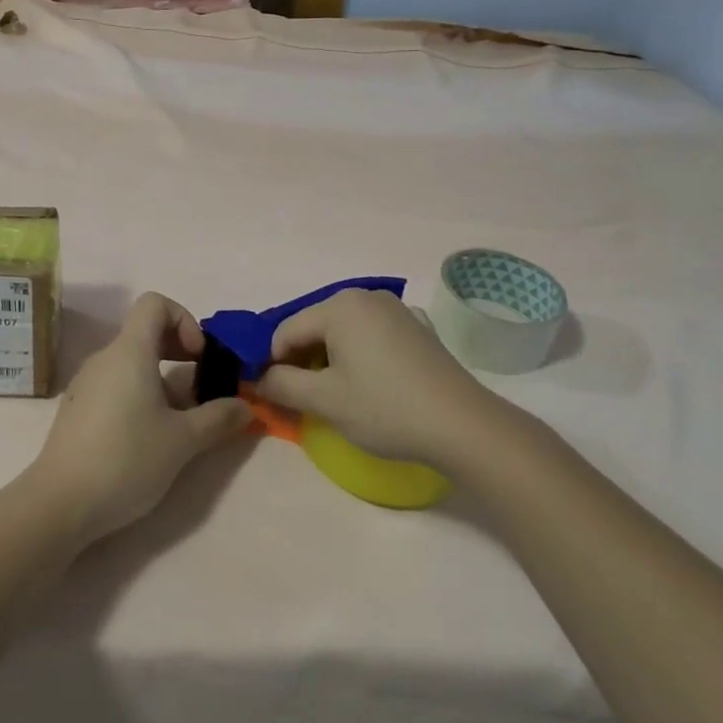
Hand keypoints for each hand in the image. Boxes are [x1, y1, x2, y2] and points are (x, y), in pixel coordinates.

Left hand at [28, 293, 248, 544]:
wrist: (60, 503)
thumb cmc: (126, 460)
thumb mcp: (182, 441)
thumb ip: (218, 418)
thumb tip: (245, 407)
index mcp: (129, 352)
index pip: (154, 303)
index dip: (184, 319)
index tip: (199, 357)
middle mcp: (105, 358)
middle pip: (145, 332)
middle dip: (179, 350)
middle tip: (200, 384)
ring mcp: (87, 383)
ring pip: (131, 362)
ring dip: (162, 379)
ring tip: (180, 420)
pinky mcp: (78, 408)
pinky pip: (115, 384)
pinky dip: (139, 394)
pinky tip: (149, 436)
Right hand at [256, 288, 502, 465]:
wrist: (464, 426)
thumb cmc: (386, 408)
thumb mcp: (325, 401)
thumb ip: (282, 385)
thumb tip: (257, 378)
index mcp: (340, 305)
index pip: (286, 331)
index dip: (273, 363)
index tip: (272, 395)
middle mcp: (366, 296)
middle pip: (314, 326)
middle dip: (302, 360)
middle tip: (304, 399)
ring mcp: (395, 310)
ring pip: (342, 331)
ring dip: (330, 359)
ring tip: (337, 395)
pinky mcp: (417, 328)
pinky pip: (371, 336)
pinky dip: (359, 355)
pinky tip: (370, 384)